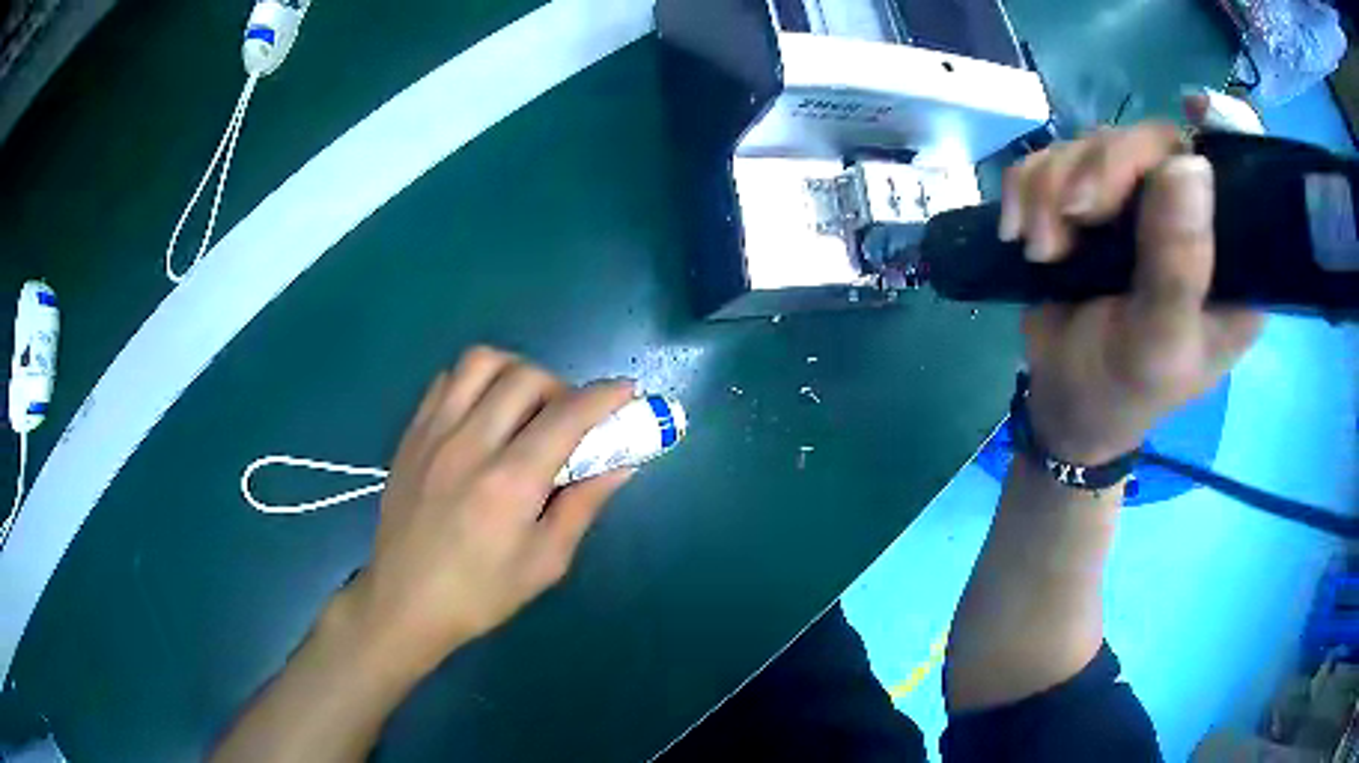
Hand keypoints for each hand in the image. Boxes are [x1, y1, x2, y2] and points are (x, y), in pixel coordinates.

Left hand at [338, 348, 635, 678]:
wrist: (404, 601)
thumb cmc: (480, 593)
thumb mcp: (545, 562)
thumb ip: (583, 505)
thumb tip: (622, 464)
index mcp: (509, 482)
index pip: (566, 415)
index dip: (604, 396)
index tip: (626, 392)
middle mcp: (470, 444)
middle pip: (525, 376)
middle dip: (561, 386)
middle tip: (569, 418)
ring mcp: (434, 433)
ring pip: (480, 362)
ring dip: (515, 372)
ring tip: (524, 405)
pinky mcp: (411, 434)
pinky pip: (446, 380)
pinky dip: (475, 382)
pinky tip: (483, 413)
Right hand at [998, 123, 1263, 463]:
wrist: (1066, 403)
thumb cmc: (1124, 390)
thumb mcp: (1159, 344)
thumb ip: (1178, 267)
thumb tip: (1189, 164)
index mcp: (1228, 258)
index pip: (1238, 173)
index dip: (1223, 129)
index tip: (1193, 112)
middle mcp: (1189, 217)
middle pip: (1151, 141)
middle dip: (1099, 171)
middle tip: (1071, 219)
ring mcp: (1136, 204)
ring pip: (1093, 142)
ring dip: (1052, 186)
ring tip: (1042, 248)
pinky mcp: (1090, 201)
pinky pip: (1051, 156)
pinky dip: (1026, 187)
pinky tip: (1022, 234)